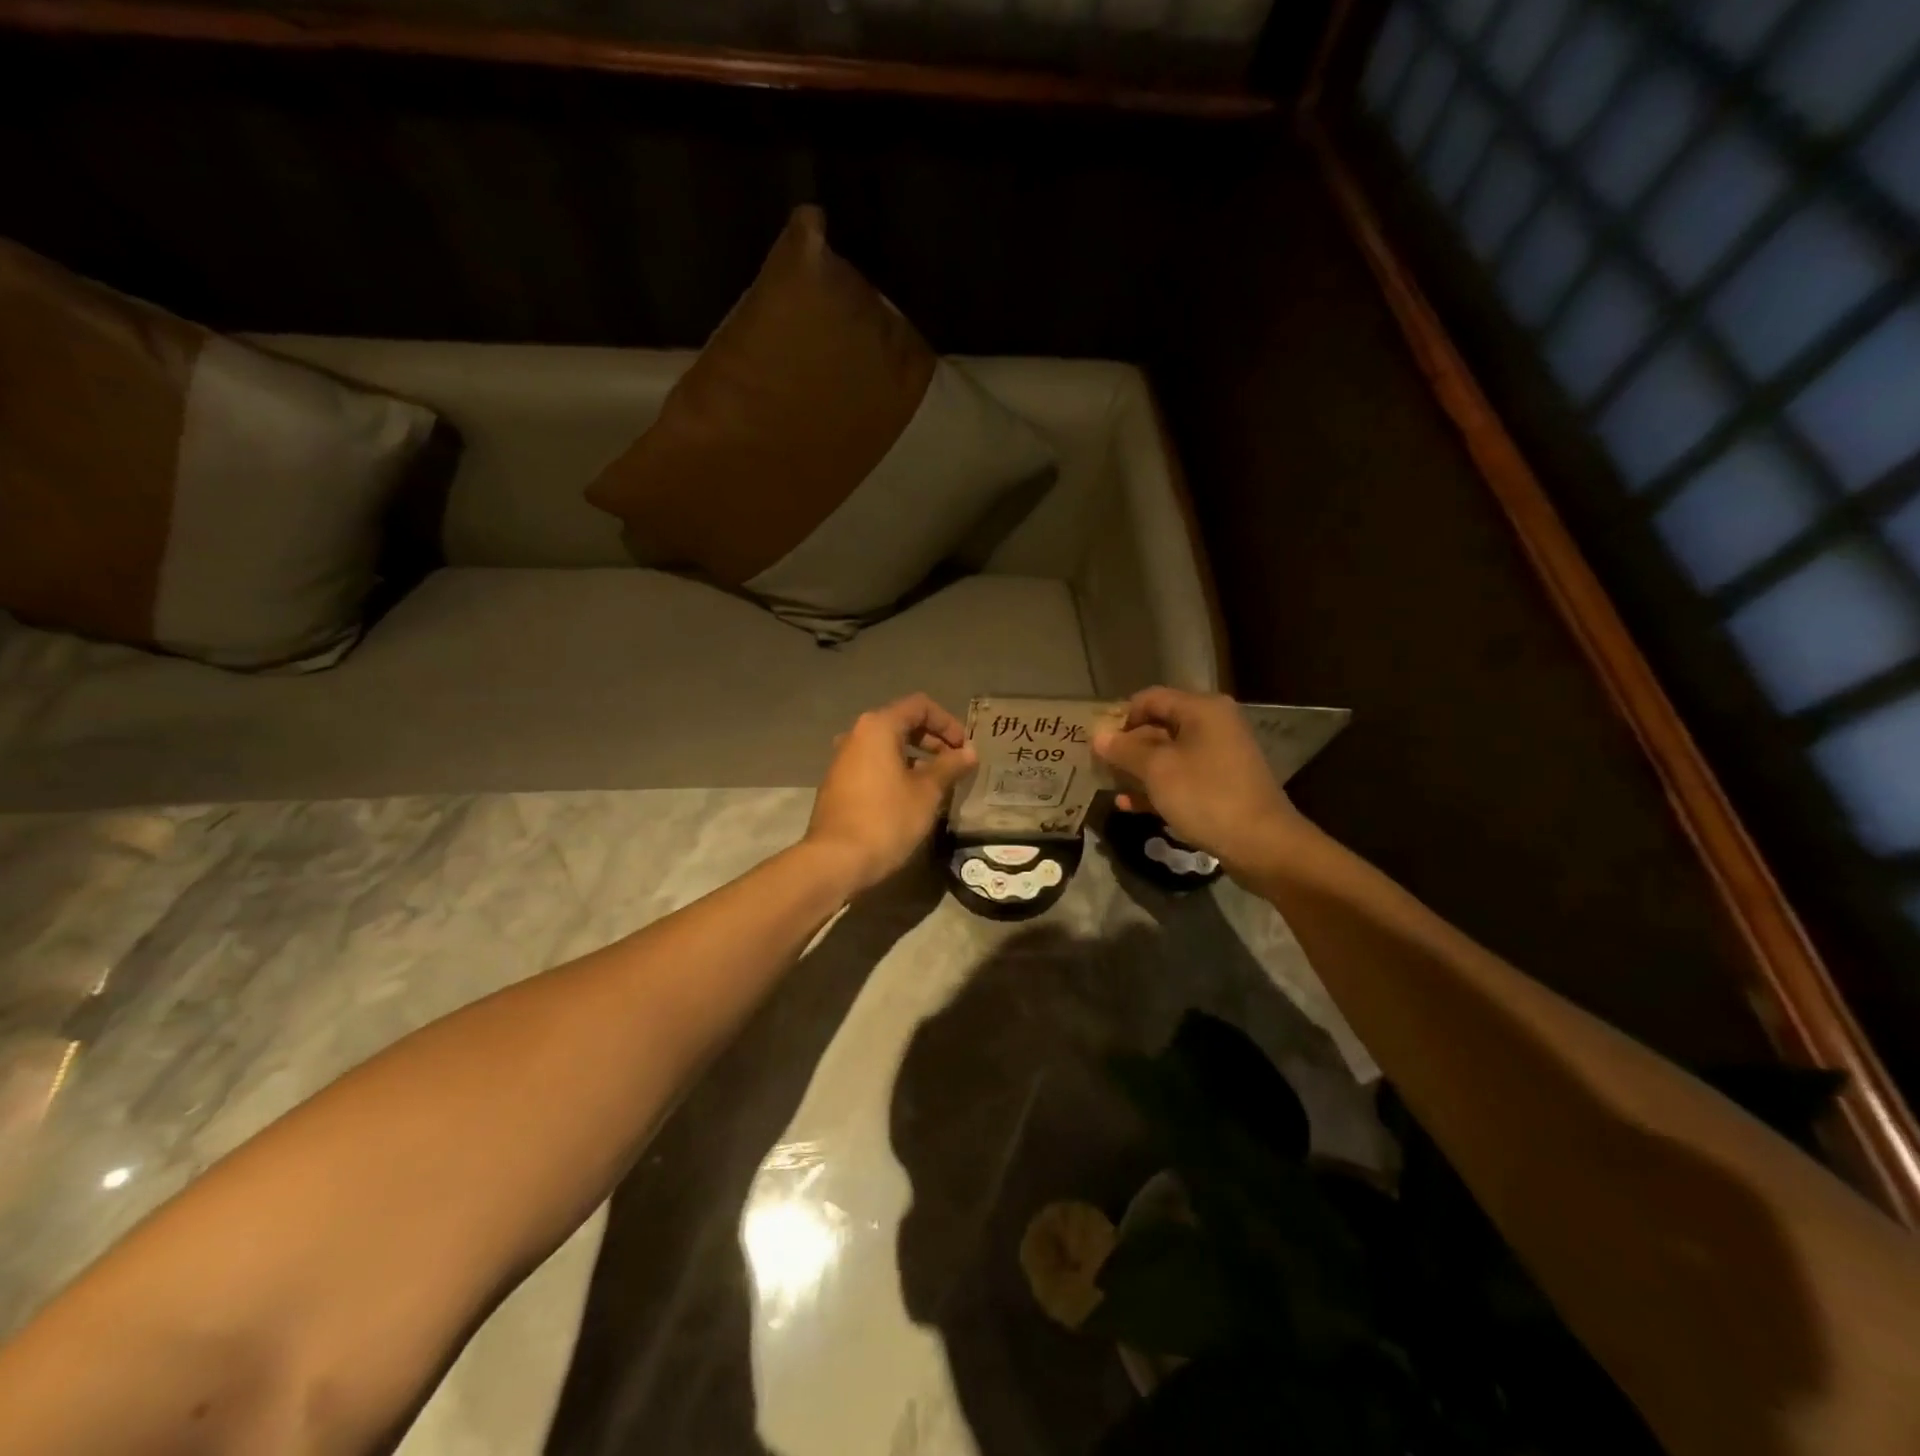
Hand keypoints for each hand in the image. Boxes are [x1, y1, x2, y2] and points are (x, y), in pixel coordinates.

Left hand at [805, 694, 976, 896]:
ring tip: (938, 783)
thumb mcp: (927, 792)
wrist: (835, 860)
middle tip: (956, 765)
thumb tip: (969, 752)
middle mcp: (856, 735)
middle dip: (933, 741)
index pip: (920, 706)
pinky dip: (896, 771)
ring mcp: (843, 760)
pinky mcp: (838, 783)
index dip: (948, 723)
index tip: (964, 748)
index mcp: (877, 727)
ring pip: (887, 747)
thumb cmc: (886, 819)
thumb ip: (950, 766)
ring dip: (916, 758)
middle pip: (902, 724)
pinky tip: (911, 798)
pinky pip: (873, 765)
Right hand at [1093, 687, 1308, 873]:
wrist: (1263, 844)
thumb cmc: (1206, 797)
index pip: (1150, 699)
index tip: (1099, 745)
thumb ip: (1124, 751)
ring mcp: (1220, 755)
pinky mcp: (1222, 784)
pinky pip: (1182, 776)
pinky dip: (1158, 786)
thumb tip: (1098, 736)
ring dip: (1139, 769)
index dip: (1121, 718)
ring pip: (1169, 754)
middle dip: (1128, 747)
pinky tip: (1131, 805)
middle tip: (1101, 768)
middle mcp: (1213, 724)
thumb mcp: (1157, 771)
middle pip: (1159, 725)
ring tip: (1111, 787)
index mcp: (1201, 709)